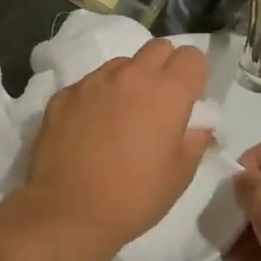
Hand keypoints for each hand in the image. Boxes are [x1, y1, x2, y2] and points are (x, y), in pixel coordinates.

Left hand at [20, 40, 213, 260]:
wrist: (67, 211)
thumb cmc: (133, 197)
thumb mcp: (179, 175)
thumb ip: (194, 140)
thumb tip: (197, 126)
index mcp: (167, 92)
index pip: (191, 56)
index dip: (194, 76)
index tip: (188, 101)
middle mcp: (129, 76)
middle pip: (157, 49)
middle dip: (164, 68)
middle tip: (158, 105)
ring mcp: (92, 82)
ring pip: (120, 65)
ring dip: (128, 81)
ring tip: (120, 118)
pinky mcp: (63, 95)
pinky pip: (89, 84)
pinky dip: (96, 97)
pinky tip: (89, 129)